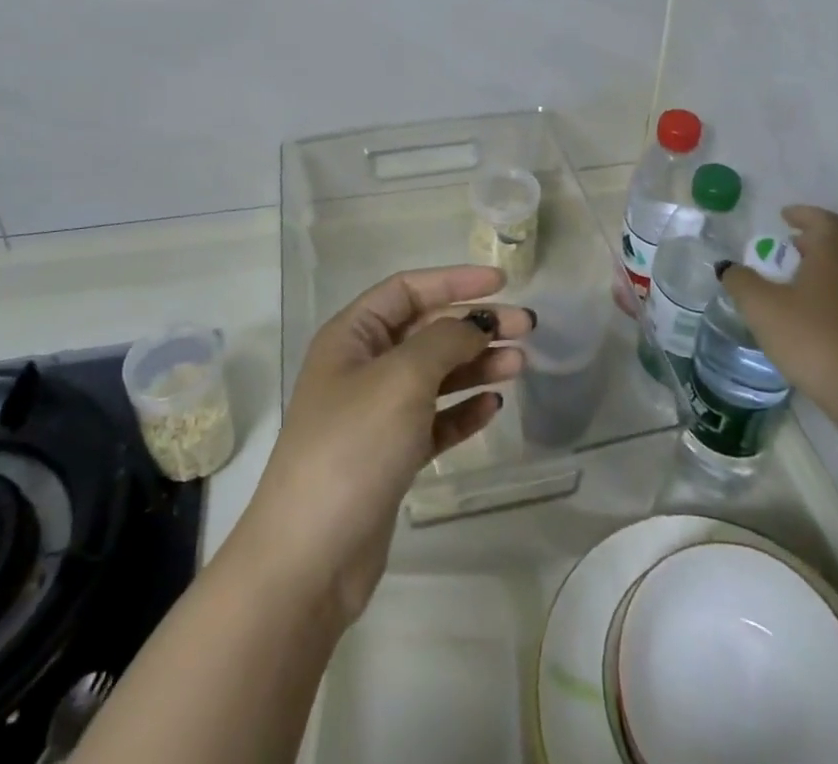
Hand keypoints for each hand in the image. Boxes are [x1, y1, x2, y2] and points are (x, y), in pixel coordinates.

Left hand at [234, 266, 532, 625]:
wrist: (311, 557)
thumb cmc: (353, 446)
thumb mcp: (402, 377)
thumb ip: (445, 340)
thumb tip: (477, 323)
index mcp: (352, 335)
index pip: (408, 289)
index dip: (454, 280)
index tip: (502, 282)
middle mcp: (362, 367)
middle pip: (427, 331)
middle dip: (475, 325)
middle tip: (526, 329)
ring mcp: (376, 413)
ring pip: (435, 375)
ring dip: (476, 366)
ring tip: (520, 365)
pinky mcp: (390, 456)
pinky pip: (434, 420)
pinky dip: (462, 411)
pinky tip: (493, 406)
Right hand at [720, 206, 837, 426]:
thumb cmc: (810, 336)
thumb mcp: (761, 306)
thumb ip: (740, 280)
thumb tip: (728, 267)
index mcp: (835, 252)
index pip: (822, 219)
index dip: (801, 214)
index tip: (783, 216)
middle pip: (836, 243)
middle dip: (810, 242)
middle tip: (785, 248)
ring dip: (822, 268)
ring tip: (795, 281)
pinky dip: (833, 292)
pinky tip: (815, 312)